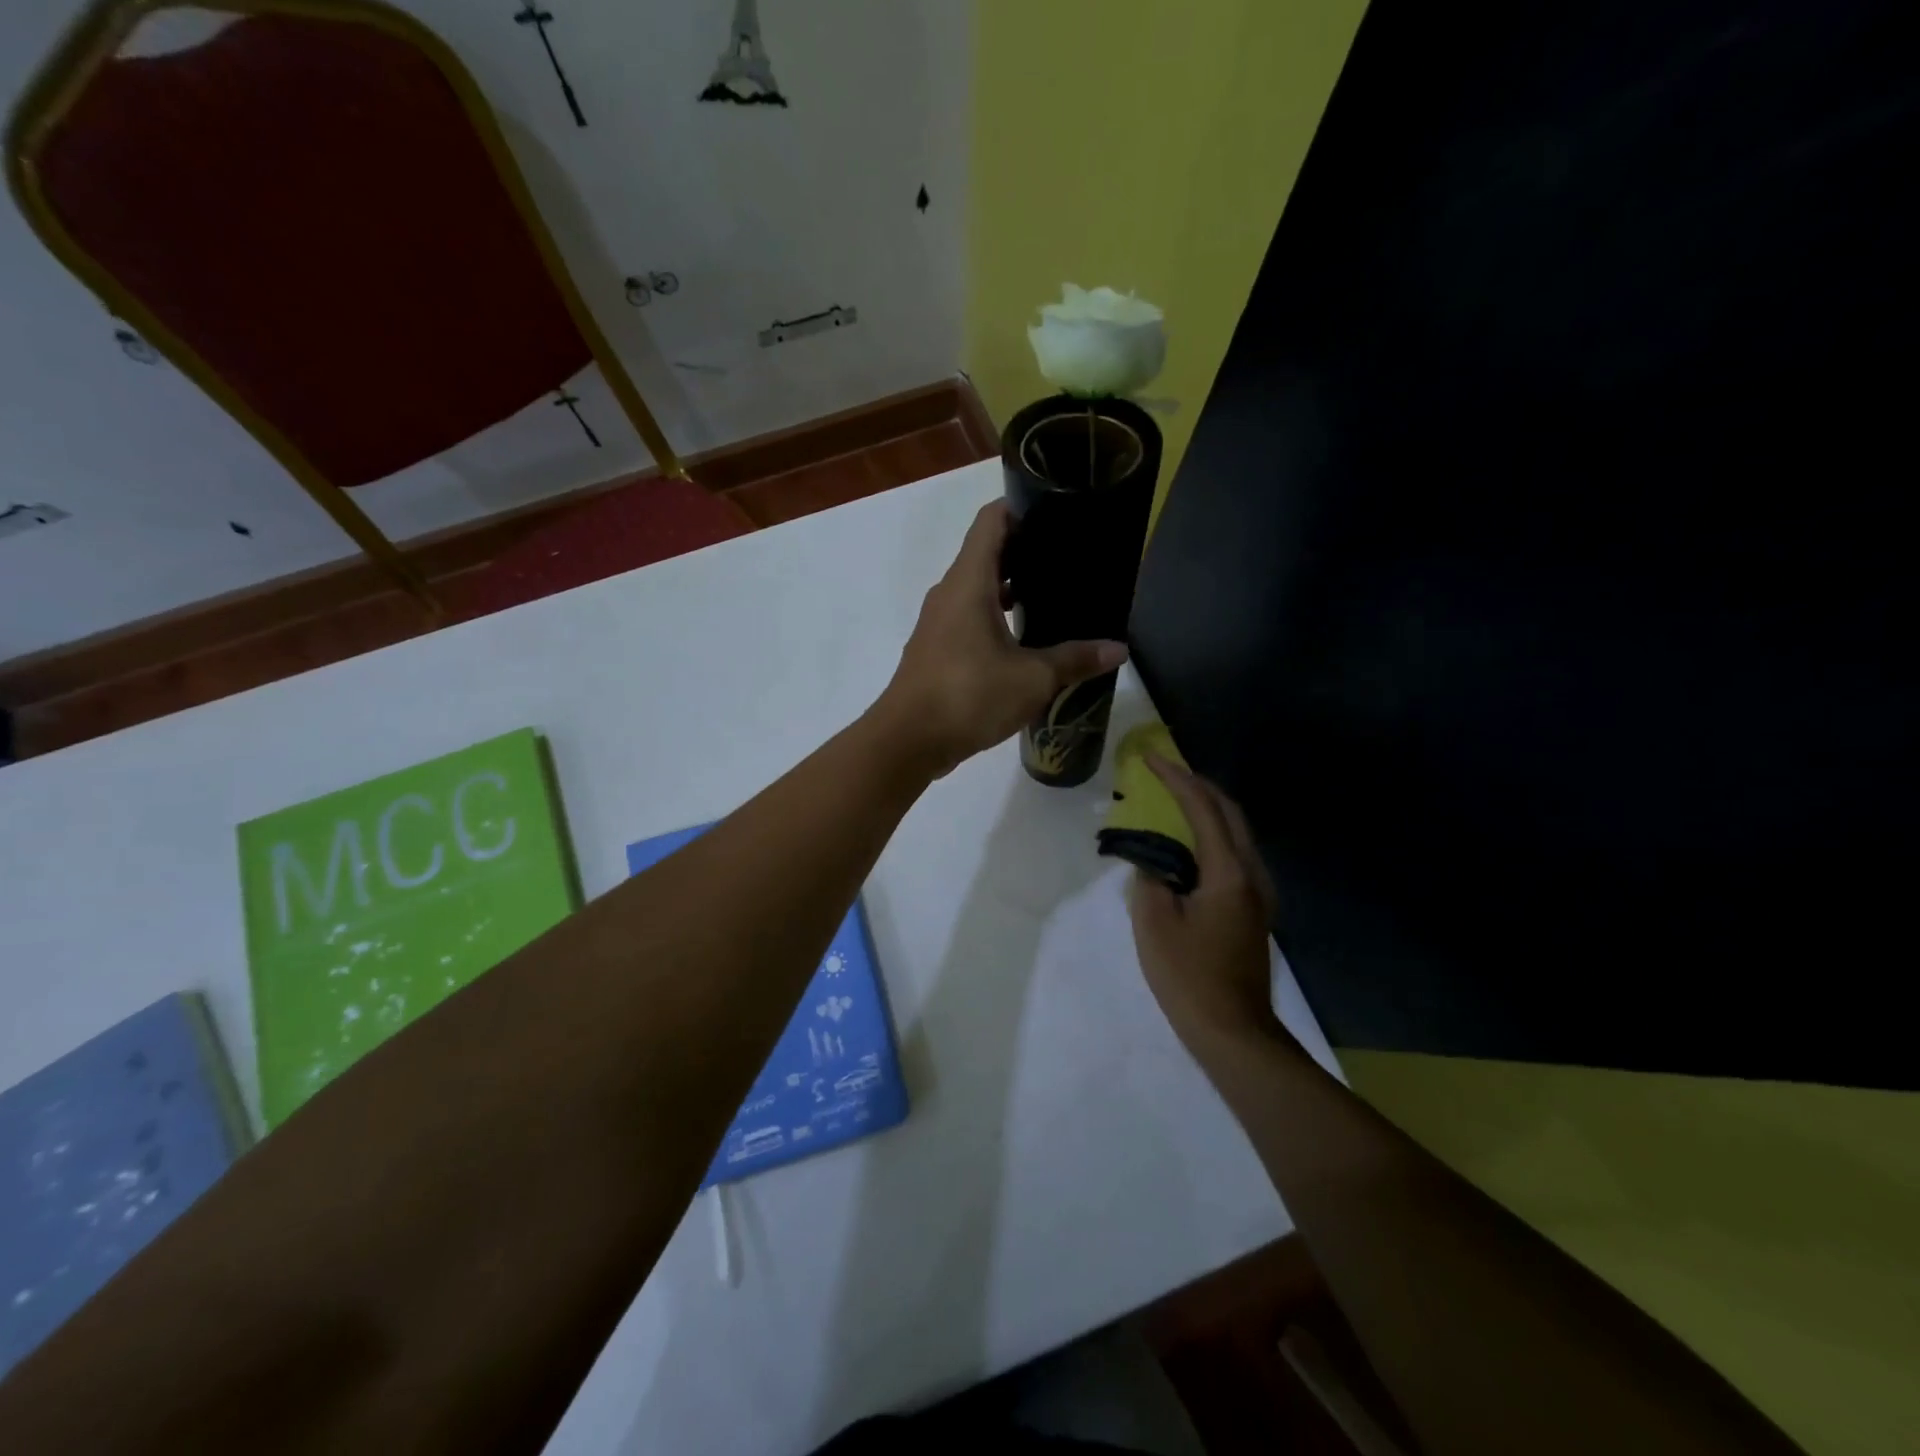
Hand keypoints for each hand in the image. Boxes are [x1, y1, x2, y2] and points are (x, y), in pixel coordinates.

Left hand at [874, 501, 1127, 776]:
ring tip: (1053, 595)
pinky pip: (969, 617)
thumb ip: (1075, 659)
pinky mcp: (936, 649)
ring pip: (977, 588)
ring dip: (1010, 588)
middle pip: (986, 552)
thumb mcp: (1032, 679)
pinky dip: (996, 616)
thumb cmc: (968, 696)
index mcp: (969, 582)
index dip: (1022, 507)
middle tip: (1068, 557)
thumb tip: (1118, 650)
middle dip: (1026, 550)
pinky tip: (1025, 639)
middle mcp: (949, 593)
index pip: (992, 520)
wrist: (907, 741)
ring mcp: (939, 622)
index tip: (1057, 511)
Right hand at [1128, 756, 1288, 1052]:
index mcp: (1228, 872)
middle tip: (1165, 772)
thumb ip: (1150, 880)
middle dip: (1198, 785)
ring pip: (1236, 833)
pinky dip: (1212, 834)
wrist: (1234, 1032)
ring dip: (1208, 809)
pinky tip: (1190, 844)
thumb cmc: (1189, 977)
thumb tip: (1154, 864)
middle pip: (1230, 812)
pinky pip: (1234, 854)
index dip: (1176, 779)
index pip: (1203, 809)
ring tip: (1174, 799)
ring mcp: (1259, 893)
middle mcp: (1252, 874)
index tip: (1150, 759)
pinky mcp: (1254, 909)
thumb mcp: (1154, 924)